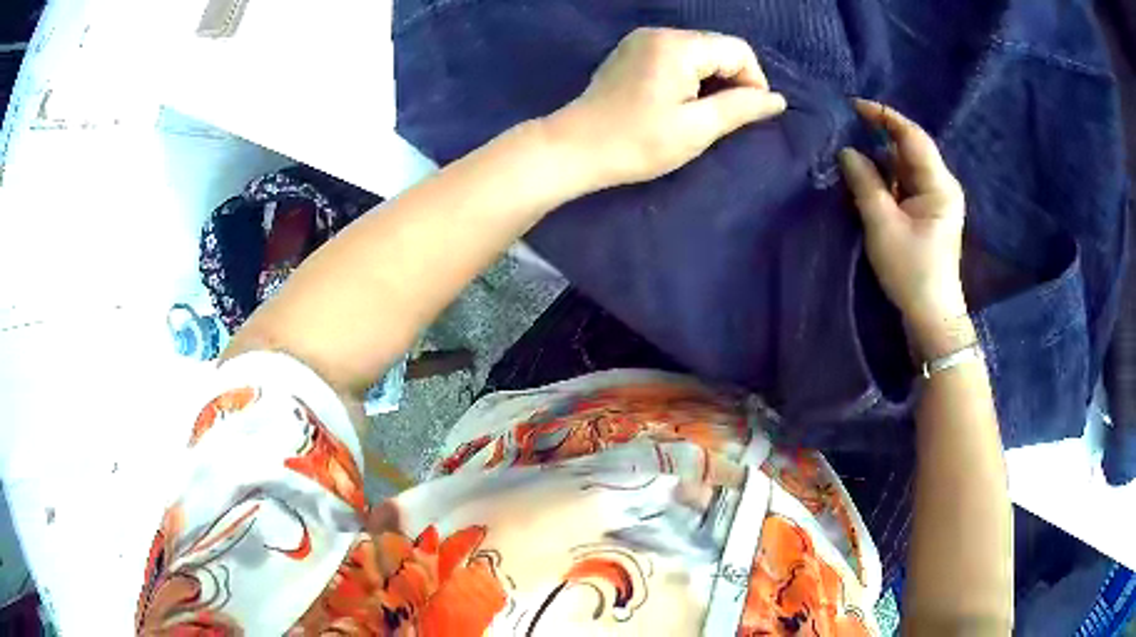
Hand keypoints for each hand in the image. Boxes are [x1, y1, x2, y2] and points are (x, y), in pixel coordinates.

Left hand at [546, 28, 786, 189]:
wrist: (575, 148)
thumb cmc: (637, 142)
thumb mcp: (697, 129)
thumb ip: (740, 108)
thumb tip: (777, 100)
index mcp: (678, 46)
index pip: (737, 50)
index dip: (753, 81)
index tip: (748, 115)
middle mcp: (660, 33)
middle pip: (718, 47)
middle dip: (733, 79)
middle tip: (726, 117)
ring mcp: (641, 40)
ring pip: (698, 51)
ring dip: (712, 79)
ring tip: (704, 113)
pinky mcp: (631, 52)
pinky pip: (676, 55)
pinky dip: (690, 75)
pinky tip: (681, 101)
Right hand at [838, 99, 970, 356]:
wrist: (931, 316)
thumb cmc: (911, 271)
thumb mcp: (883, 225)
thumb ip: (865, 182)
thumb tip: (847, 151)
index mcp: (939, 184)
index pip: (912, 136)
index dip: (884, 116)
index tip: (854, 106)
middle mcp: (942, 185)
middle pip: (910, 149)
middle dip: (880, 137)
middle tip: (847, 129)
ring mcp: (937, 199)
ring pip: (906, 166)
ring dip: (881, 159)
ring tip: (851, 153)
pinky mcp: (929, 212)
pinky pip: (906, 183)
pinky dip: (886, 177)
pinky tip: (867, 178)